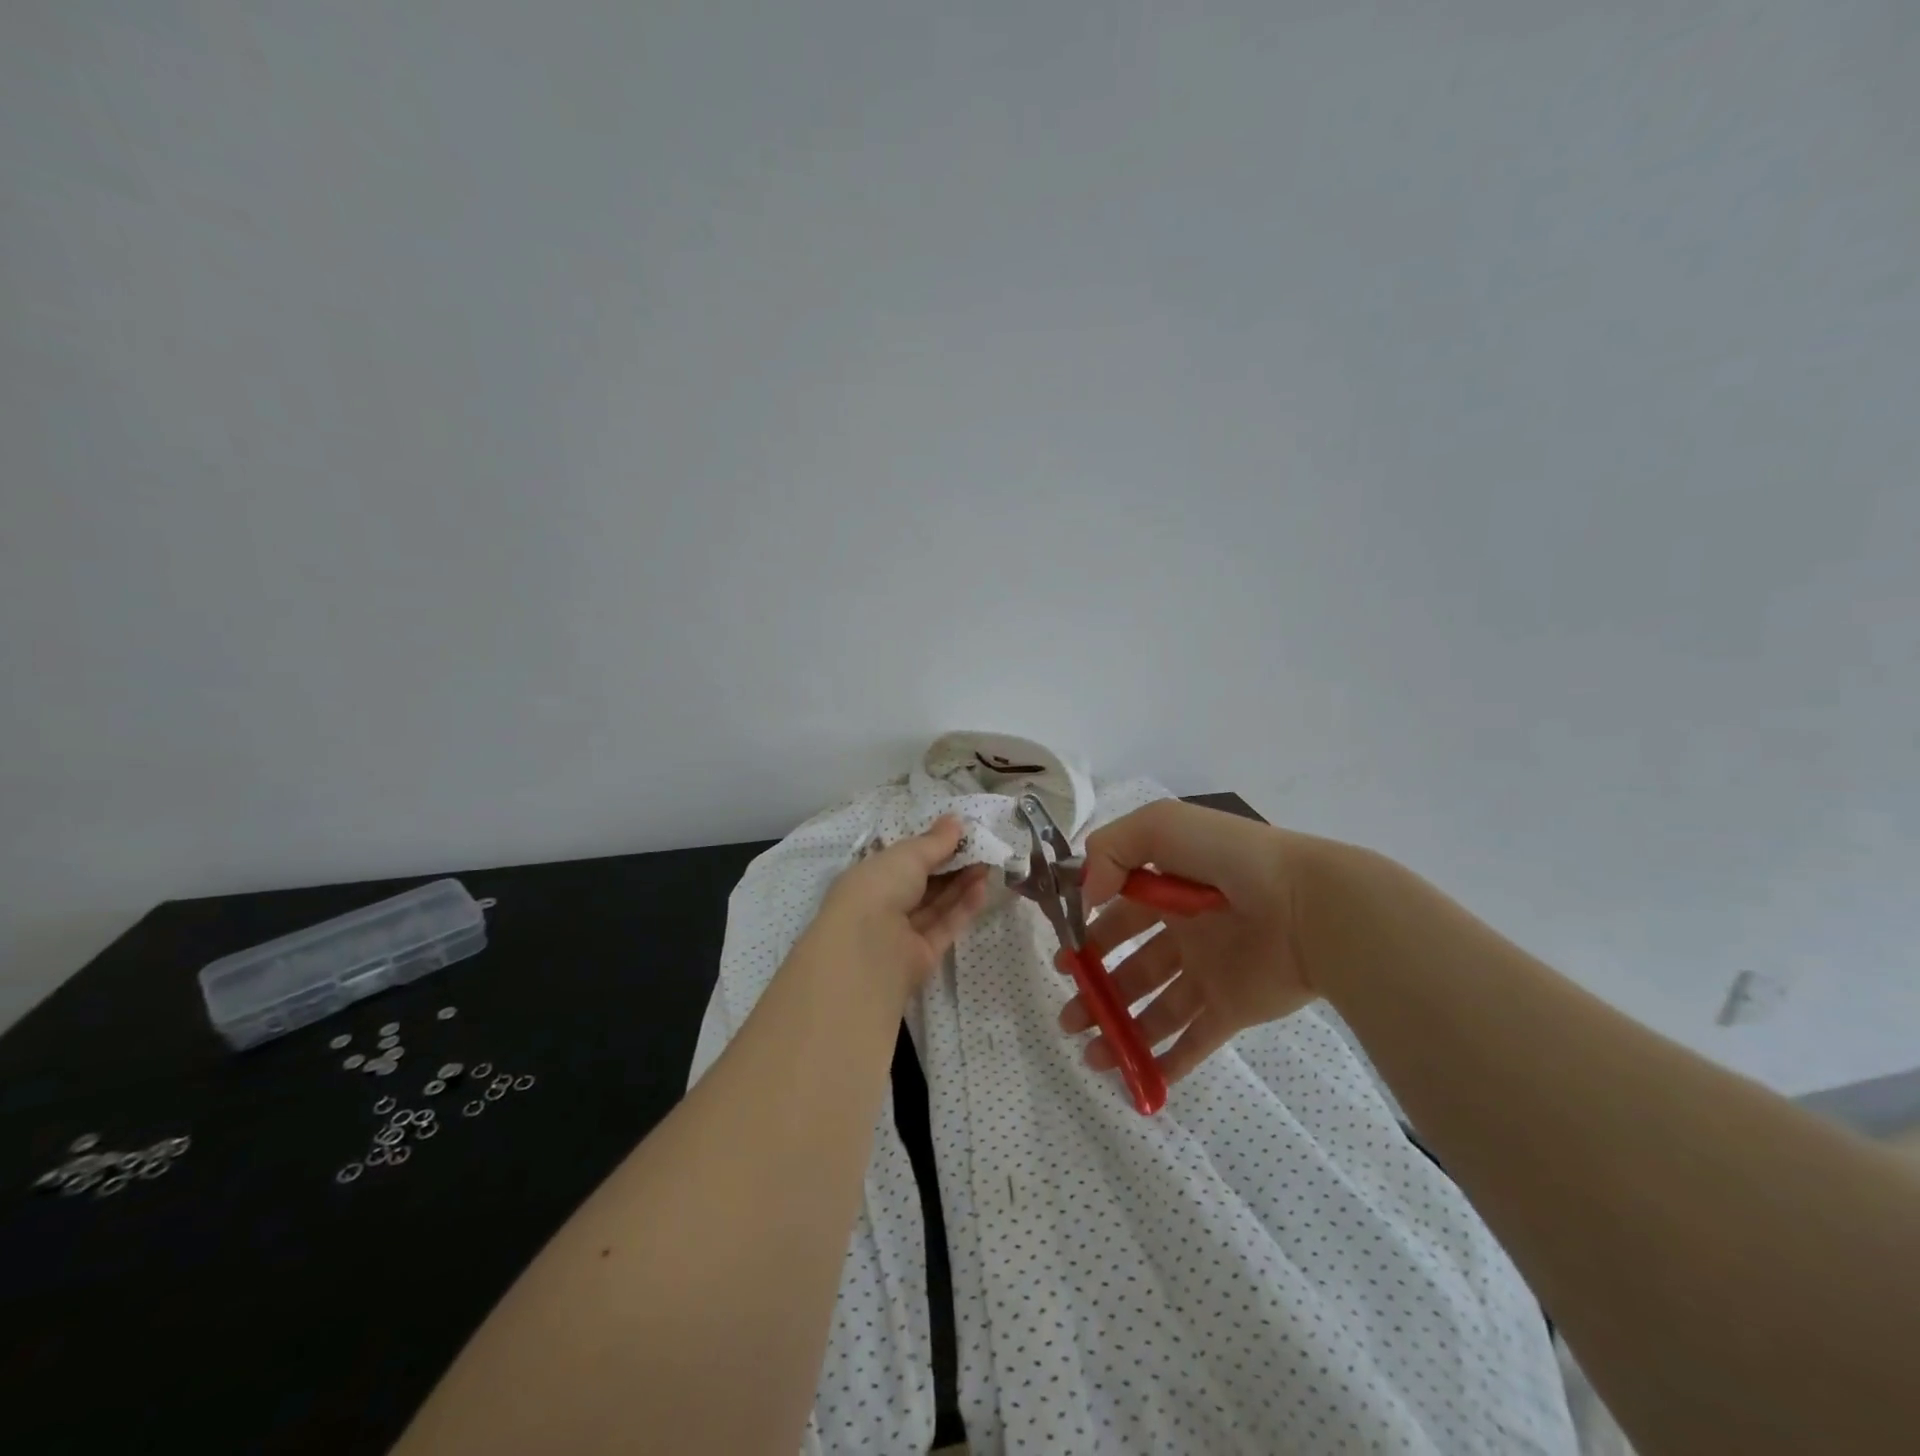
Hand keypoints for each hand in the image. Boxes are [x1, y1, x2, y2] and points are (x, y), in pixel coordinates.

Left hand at [802, 816, 990, 1003]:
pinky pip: (945, 926)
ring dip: (961, 884)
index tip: (958, 834)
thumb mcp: (908, 855)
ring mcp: (903, 933)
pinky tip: (982, 888)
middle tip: (980, 849)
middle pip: (923, 884)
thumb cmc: (879, 888)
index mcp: (870, 878)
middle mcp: (884, 905)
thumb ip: (935, 841)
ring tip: (988, 865)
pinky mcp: (922, 955)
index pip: (902, 861)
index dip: (929, 847)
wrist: (869, 949)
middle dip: (951, 866)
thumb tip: (955, 819)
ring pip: (936, 905)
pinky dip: (963, 908)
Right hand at [1058, 800, 1329, 1084]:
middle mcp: (1185, 933)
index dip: (1089, 937)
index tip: (1064, 960)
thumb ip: (1111, 849)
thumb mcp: (1161, 826)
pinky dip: (1168, 1063)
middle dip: (1095, 991)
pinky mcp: (1233, 1008)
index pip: (1119, 916)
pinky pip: (1196, 1041)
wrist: (1310, 905)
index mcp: (1169, 889)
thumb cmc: (1231, 859)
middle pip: (1131, 968)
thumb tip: (1086, 894)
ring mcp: (1209, 973)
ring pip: (1155, 1009)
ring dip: (1121, 1032)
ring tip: (1091, 1056)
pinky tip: (1138, 1081)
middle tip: (1069, 1019)